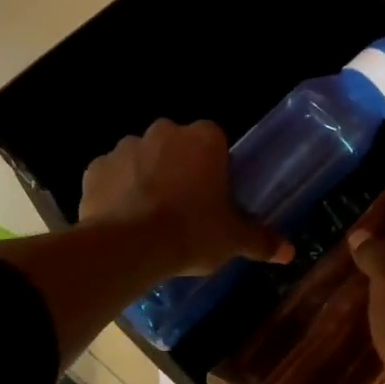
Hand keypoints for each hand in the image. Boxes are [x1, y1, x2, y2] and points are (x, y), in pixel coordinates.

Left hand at [79, 120, 290, 276]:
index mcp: (204, 139)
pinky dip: (116, 192)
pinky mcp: (95, 167)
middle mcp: (164, 131)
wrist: (130, 246)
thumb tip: (290, 252)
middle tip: (184, 207)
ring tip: (150, 217)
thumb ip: (261, 240)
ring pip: (142, 158)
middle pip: (176, 146)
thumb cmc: (192, 233)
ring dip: (146, 178)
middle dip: (179, 169)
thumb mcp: (233, 240)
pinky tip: (121, 219)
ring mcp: (125, 146)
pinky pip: (111, 176)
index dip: (214, 168)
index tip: (214, 195)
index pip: (215, 141)